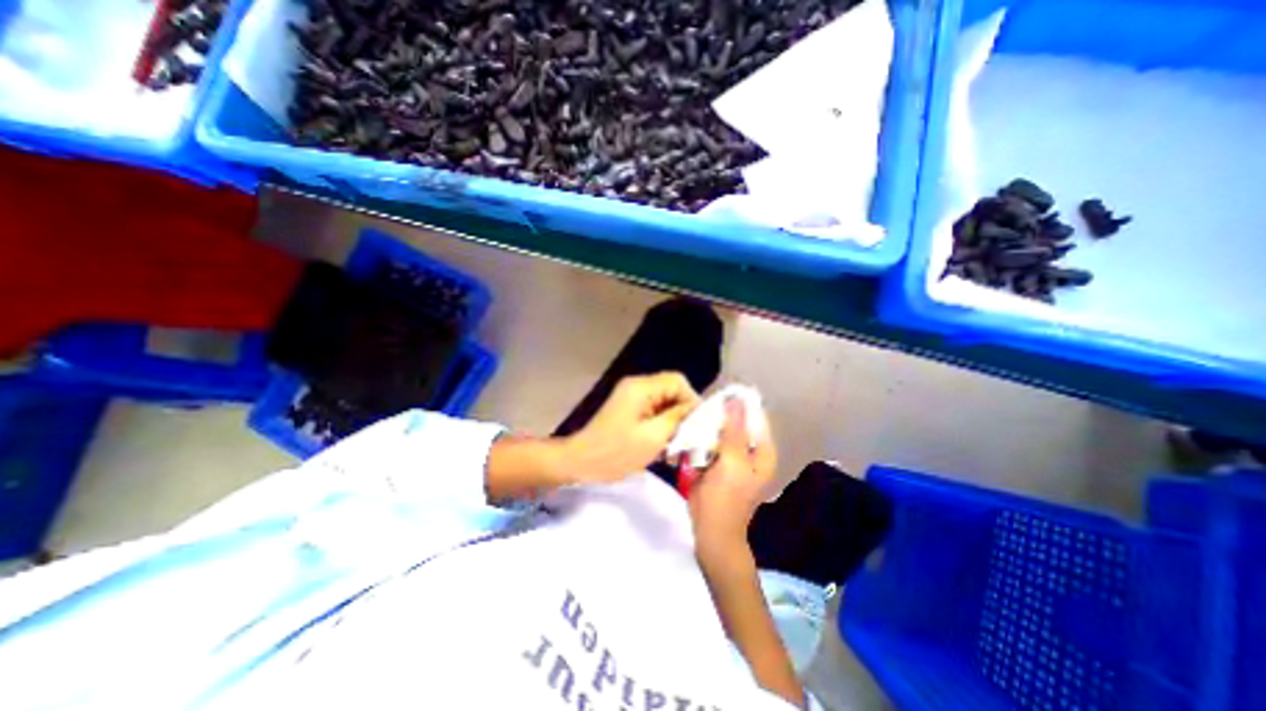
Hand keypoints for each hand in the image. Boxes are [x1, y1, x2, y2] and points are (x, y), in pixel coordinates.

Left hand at [561, 371, 702, 482]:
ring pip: (664, 402)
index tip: (698, 425)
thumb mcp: (653, 437)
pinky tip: (664, 446)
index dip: (692, 400)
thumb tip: (697, 408)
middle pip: (671, 391)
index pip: (678, 381)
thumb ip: (678, 418)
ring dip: (673, 422)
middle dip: (683, 413)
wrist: (581, 462)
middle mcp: (637, 386)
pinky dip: (662, 425)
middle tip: (690, 438)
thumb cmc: (617, 452)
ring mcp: (631, 397)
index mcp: (641, 387)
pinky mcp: (628, 409)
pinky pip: (653, 411)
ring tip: (677, 446)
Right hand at [688, 399, 775, 570]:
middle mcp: (749, 451)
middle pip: (736, 423)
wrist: (710, 530)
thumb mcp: (732, 463)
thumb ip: (734, 431)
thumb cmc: (726, 498)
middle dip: (720, 415)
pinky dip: (701, 436)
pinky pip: (710, 442)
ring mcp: (731, 457)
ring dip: (709, 425)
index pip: (755, 417)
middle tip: (702, 407)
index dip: (740, 404)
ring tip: (694, 417)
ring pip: (721, 432)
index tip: (720, 394)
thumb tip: (735, 400)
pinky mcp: (716, 463)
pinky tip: (689, 432)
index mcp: (761, 451)